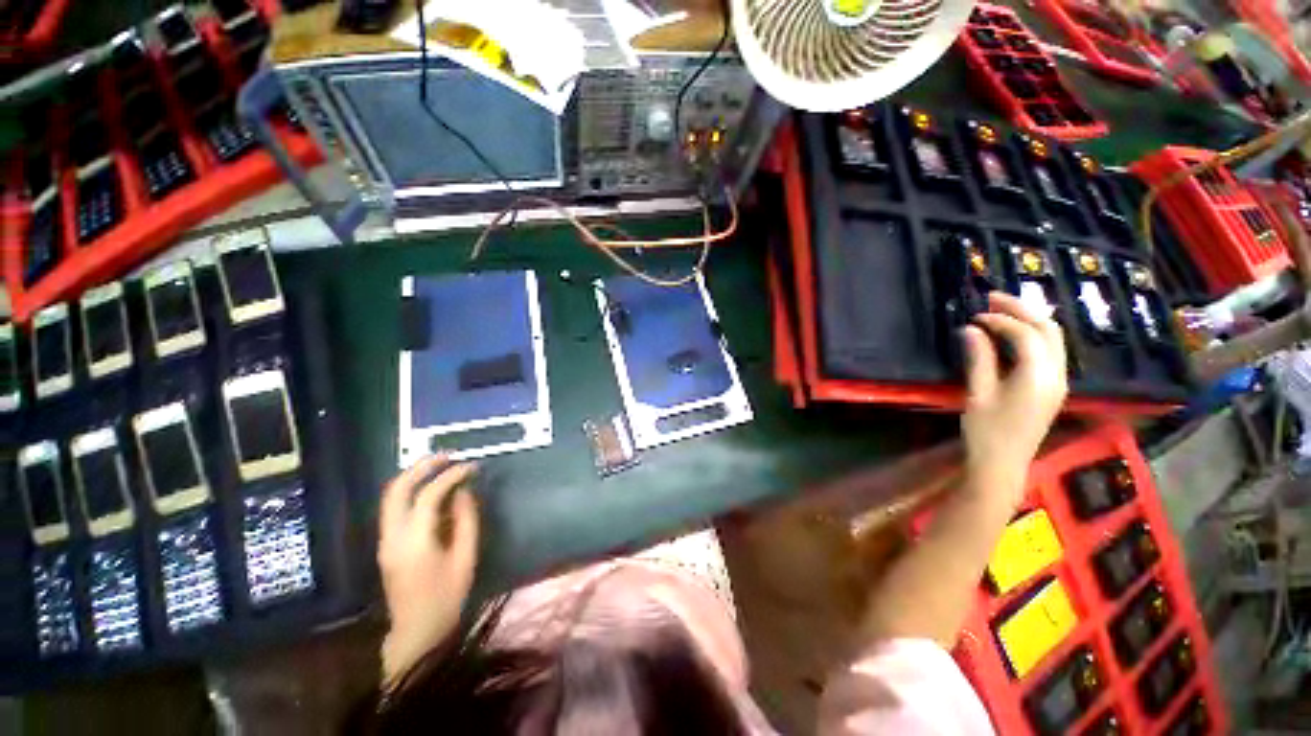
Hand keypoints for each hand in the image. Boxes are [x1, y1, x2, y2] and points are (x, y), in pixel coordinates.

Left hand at [377, 455, 479, 683]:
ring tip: (440, 465)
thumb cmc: (447, 596)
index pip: (428, 496)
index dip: (450, 476)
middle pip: (397, 489)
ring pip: (390, 496)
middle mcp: (392, 536)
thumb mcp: (466, 557)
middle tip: (447, 455)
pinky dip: (411, 490)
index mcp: (414, 542)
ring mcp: (384, 540)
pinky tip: (431, 488)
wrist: (416, 631)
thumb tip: (463, 491)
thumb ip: (466, 520)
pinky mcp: (386, 544)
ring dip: (414, 476)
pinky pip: (394, 507)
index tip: (471, 466)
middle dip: (421, 466)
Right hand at [960, 292, 1068, 493]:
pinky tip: (1014, 334)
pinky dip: (1033, 335)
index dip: (1001, 320)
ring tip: (1003, 310)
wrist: (1003, 465)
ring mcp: (1059, 382)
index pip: (1025, 335)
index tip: (975, 315)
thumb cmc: (986, 431)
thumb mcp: (978, 394)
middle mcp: (1057, 375)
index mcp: (1038, 377)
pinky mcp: (1053, 388)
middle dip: (1023, 309)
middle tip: (993, 298)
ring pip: (1054, 339)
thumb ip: (978, 358)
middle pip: (1049, 330)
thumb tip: (971, 329)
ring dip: (1030, 320)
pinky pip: (1051, 351)